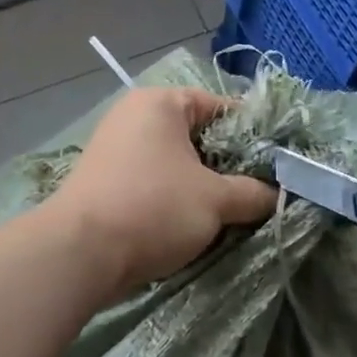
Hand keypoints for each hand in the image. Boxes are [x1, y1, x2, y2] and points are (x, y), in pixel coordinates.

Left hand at [45, 87, 276, 294]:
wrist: (80, 253)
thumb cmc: (154, 208)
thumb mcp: (216, 200)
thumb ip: (253, 193)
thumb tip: (277, 194)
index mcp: (161, 103)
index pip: (220, 107)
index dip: (253, 134)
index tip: (275, 163)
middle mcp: (134, 116)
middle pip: (197, 135)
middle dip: (227, 165)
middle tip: (256, 192)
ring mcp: (114, 148)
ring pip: (175, 162)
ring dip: (201, 186)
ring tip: (230, 212)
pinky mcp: (104, 180)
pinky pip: (152, 181)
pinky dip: (174, 197)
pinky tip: (193, 224)